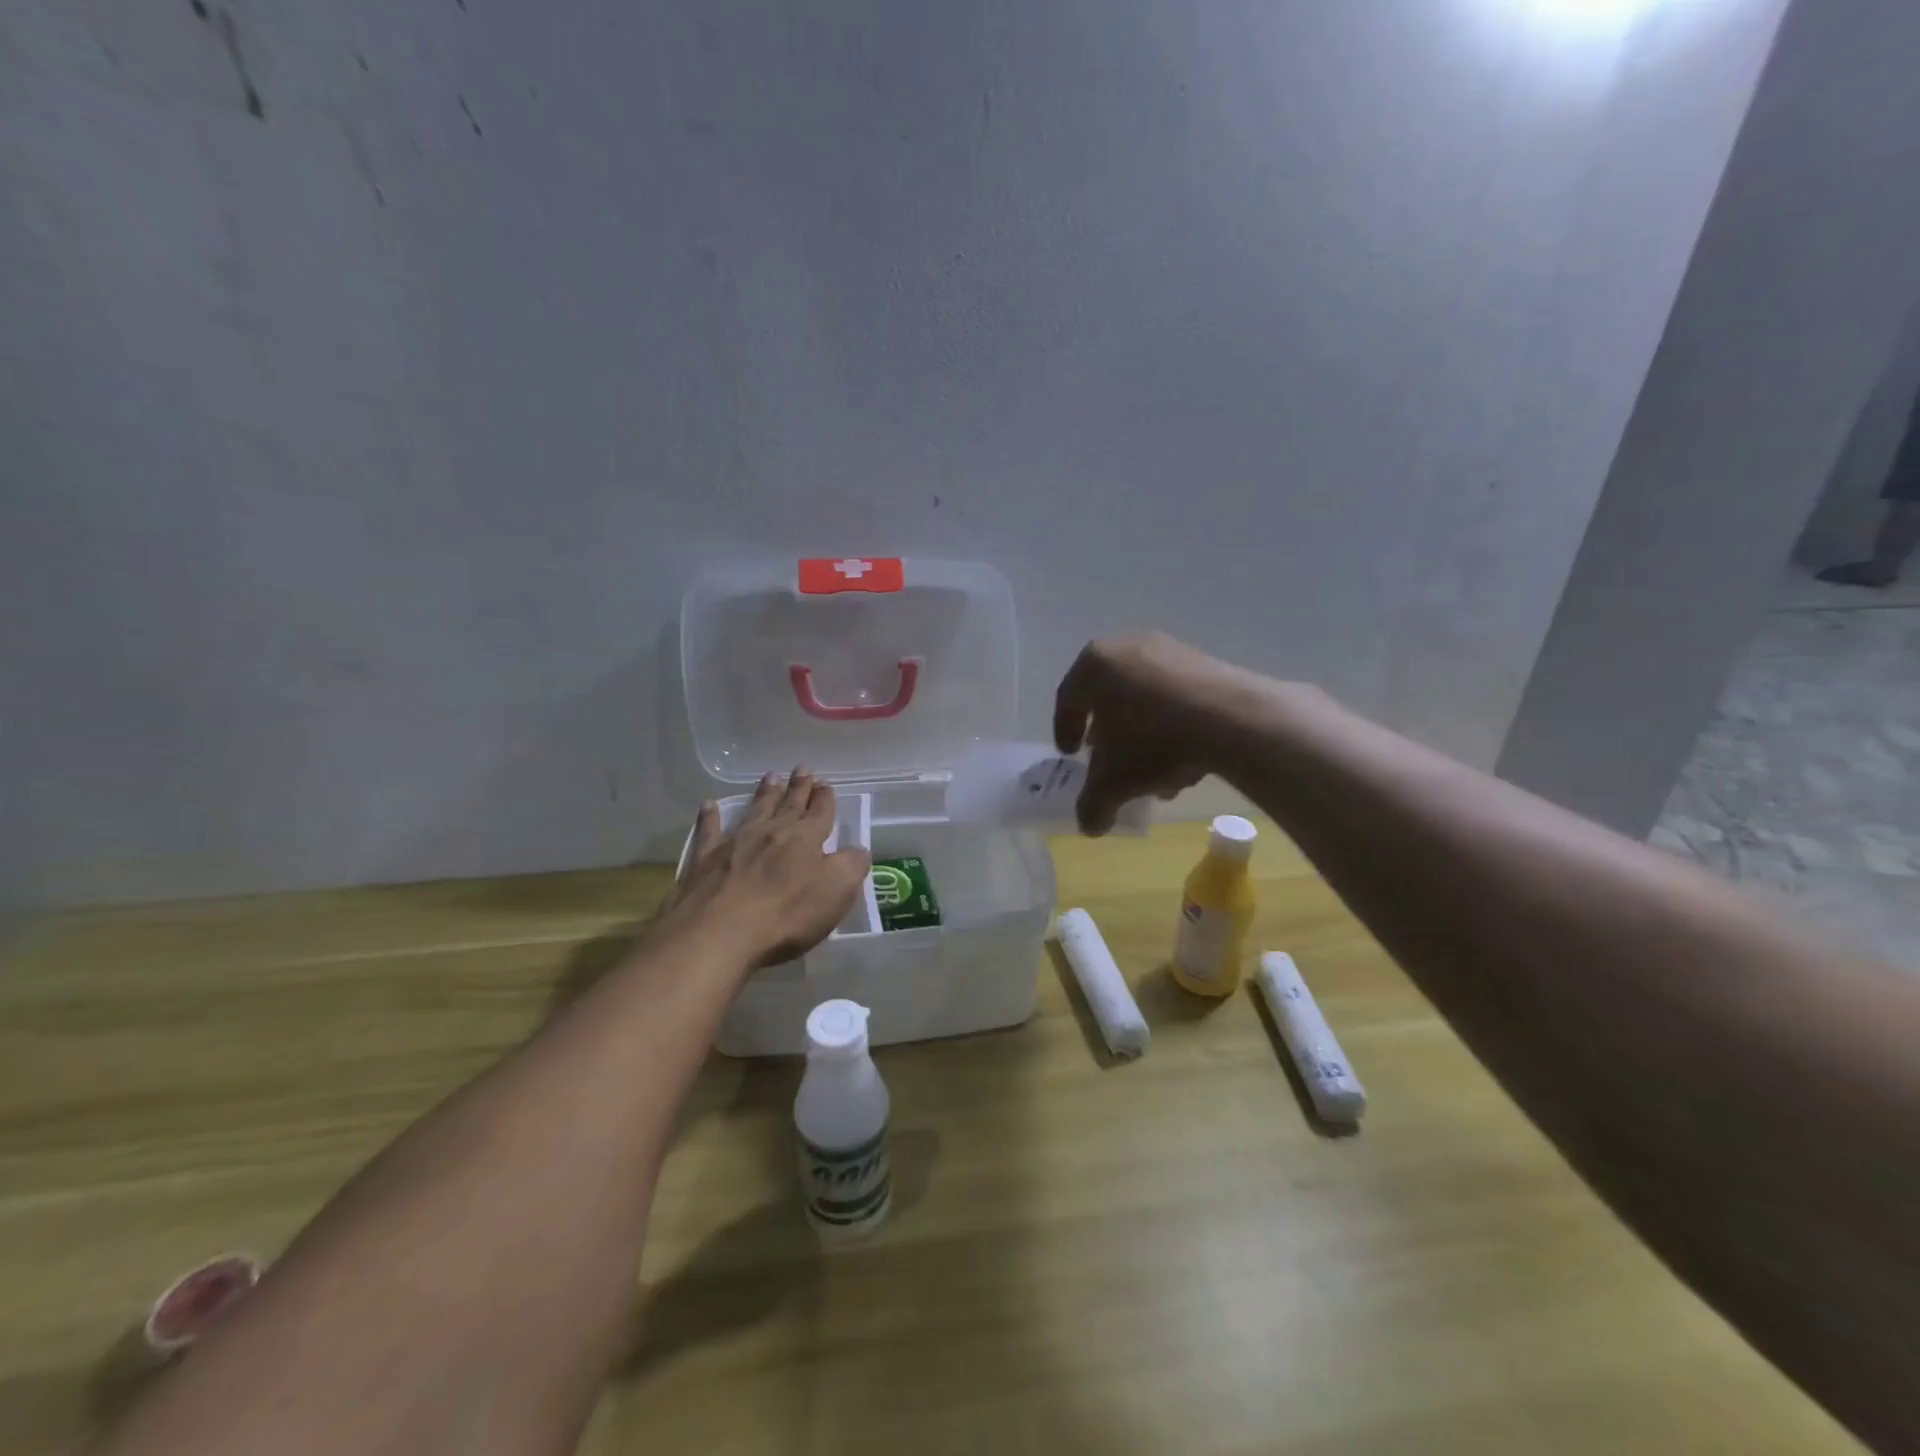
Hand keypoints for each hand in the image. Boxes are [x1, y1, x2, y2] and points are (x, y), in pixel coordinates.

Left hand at [665, 769, 871, 968]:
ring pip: (754, 810)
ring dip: (765, 794)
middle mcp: (772, 832)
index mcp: (806, 839)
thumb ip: (852, 866)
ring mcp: (736, 843)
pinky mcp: (705, 860)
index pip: (820, 813)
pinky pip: (709, 831)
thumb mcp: (837, 891)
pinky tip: (708, 805)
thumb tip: (858, 850)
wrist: (720, 932)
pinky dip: (709, 817)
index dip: (825, 799)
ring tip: (771, 777)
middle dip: (798, 787)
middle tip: (802, 768)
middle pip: (789, 805)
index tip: (826, 784)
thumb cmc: (787, 914)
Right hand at [1053, 632, 1247, 834]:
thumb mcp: (1113, 783)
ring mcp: (1170, 650)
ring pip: (1144, 697)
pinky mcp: (1205, 662)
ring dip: (1142, 732)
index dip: (1064, 730)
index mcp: (1094, 664)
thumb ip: (1092, 804)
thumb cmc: (1153, 741)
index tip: (1070, 755)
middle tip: (1106, 758)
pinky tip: (1183, 757)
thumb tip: (1089, 826)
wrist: (1233, 719)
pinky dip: (1171, 724)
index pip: (1068, 699)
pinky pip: (1175, 695)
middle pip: (1107, 696)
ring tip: (1151, 770)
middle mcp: (1127, 647)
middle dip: (1106, 731)